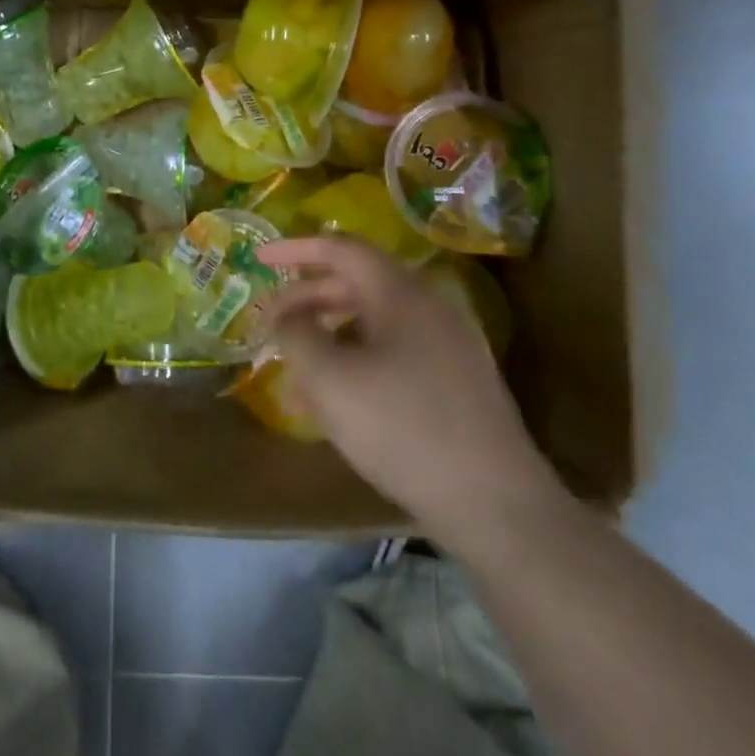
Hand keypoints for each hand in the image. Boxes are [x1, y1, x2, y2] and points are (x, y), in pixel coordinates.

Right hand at [256, 237, 562, 545]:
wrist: (496, 506)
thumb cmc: (402, 428)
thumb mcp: (330, 379)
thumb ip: (296, 335)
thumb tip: (285, 316)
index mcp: (400, 293)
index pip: (340, 249)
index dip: (294, 249)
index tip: (258, 260)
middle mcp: (428, 308)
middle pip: (355, 285)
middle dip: (306, 302)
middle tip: (270, 325)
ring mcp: (448, 346)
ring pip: (372, 324)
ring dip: (328, 339)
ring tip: (294, 374)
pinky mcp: (456, 383)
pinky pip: (393, 355)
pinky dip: (356, 364)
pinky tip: (335, 404)